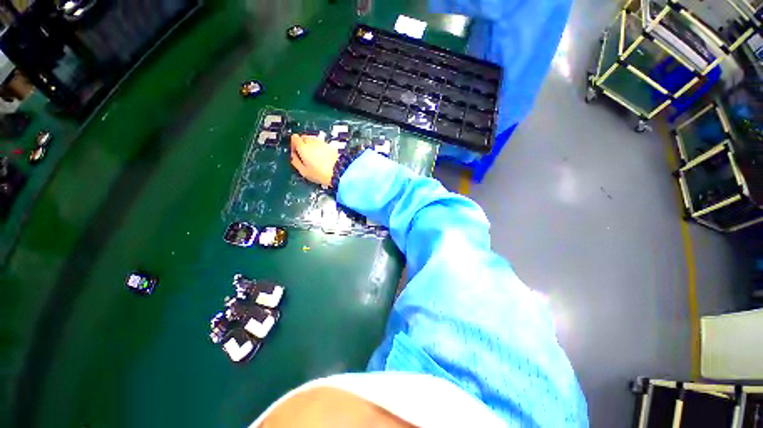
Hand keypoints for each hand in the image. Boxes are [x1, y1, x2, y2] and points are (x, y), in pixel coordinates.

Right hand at [290, 134, 339, 186]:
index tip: (296, 152)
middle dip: (302, 144)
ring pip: (313, 140)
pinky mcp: (330, 145)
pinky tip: (322, 157)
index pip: (294, 138)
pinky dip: (320, 148)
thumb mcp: (304, 172)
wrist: (339, 172)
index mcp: (303, 147)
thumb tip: (293, 156)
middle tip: (305, 156)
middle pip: (304, 137)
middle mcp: (312, 142)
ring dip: (311, 146)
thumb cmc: (320, 174)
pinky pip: (322, 144)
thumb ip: (295, 161)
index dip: (293, 144)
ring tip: (314, 157)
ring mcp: (322, 143)